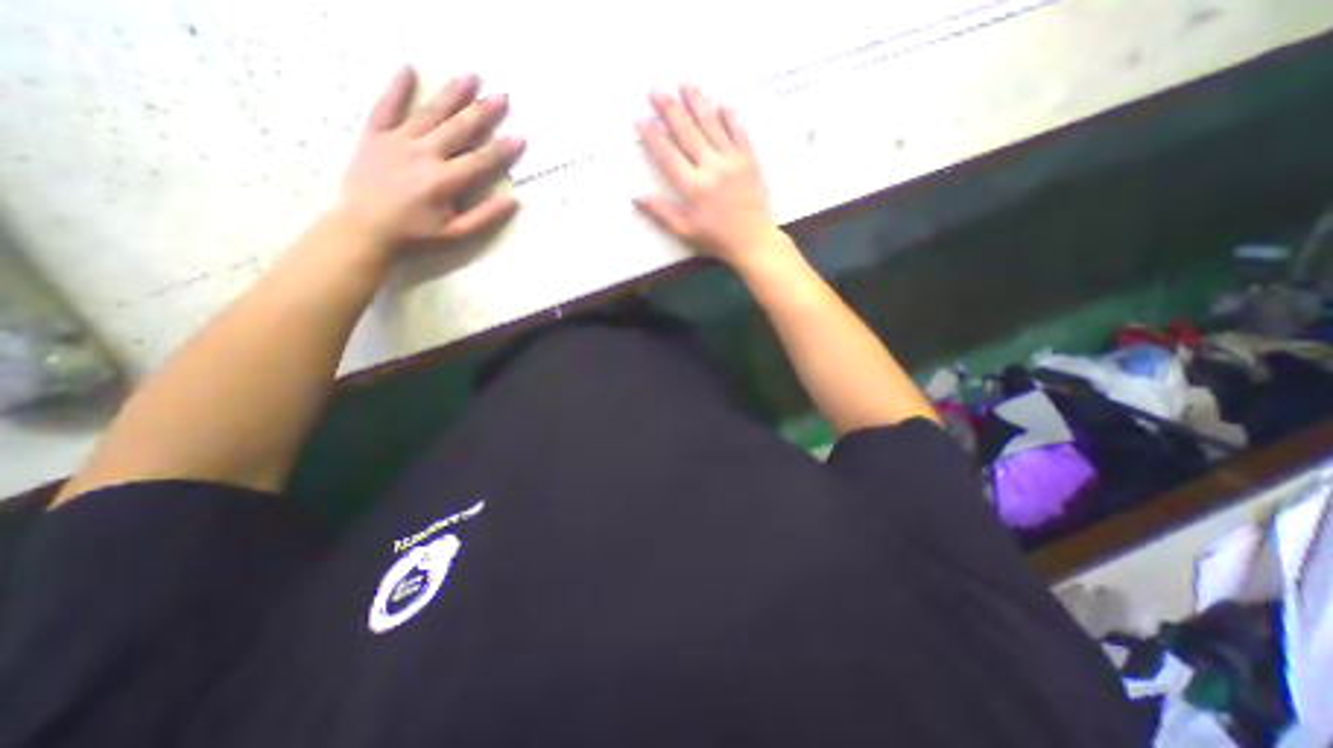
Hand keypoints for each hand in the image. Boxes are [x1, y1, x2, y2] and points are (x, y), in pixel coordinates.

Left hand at [334, 63, 526, 251]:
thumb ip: (484, 217)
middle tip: (502, 96)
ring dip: (451, 94)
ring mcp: (397, 141)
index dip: (502, 149)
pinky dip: (397, 87)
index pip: (480, 160)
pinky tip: (409, 69)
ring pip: (429, 112)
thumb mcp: (456, 234)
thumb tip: (512, 201)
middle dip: (483, 112)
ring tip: (470, 76)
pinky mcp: (374, 135)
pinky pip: (385, 106)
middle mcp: (423, 154)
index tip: (520, 136)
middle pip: (458, 129)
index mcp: (444, 180)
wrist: (363, 228)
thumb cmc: (415, 235)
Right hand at [631, 86, 784, 266]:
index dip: (652, 136)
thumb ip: (661, 212)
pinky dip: (730, 118)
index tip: (640, 120)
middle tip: (656, 90)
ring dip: (697, 102)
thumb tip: (636, 196)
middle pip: (688, 132)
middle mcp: (712, 168)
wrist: (754, 242)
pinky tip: (721, 105)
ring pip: (712, 125)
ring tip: (685, 84)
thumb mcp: (685, 231)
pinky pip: (739, 132)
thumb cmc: (717, 240)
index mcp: (694, 188)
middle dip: (670, 110)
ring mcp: (733, 161)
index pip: (668, 155)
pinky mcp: (750, 160)